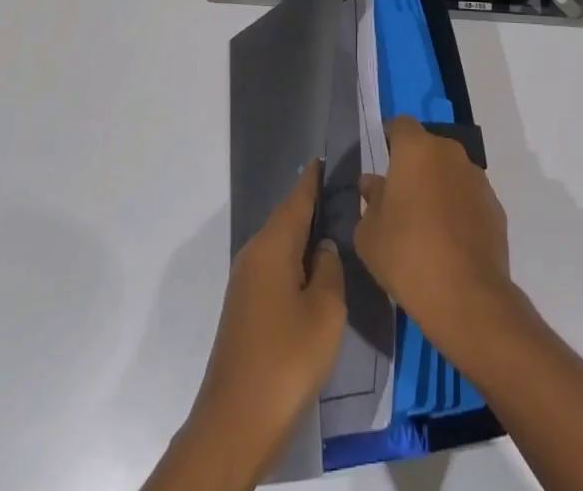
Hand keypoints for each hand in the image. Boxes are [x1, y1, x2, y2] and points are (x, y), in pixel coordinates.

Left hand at [179, 160, 346, 484]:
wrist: (234, 425)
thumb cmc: (285, 361)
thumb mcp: (325, 312)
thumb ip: (331, 269)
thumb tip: (325, 249)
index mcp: (272, 245)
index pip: (298, 197)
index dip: (316, 177)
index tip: (332, 156)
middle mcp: (254, 253)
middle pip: (288, 217)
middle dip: (314, 204)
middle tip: (348, 193)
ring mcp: (246, 282)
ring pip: (282, 243)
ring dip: (306, 234)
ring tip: (340, 227)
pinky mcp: (246, 307)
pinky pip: (276, 266)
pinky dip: (297, 259)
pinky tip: (317, 270)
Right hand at [355, 117, 518, 365]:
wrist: (467, 296)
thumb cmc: (407, 255)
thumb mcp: (369, 233)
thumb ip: (370, 200)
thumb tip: (373, 183)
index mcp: (416, 149)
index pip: (399, 125)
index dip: (389, 139)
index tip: (381, 162)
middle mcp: (449, 153)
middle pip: (427, 148)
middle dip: (414, 167)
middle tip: (399, 200)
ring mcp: (477, 178)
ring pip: (450, 173)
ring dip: (438, 188)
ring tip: (425, 226)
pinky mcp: (495, 206)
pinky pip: (468, 198)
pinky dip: (458, 210)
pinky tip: (449, 243)